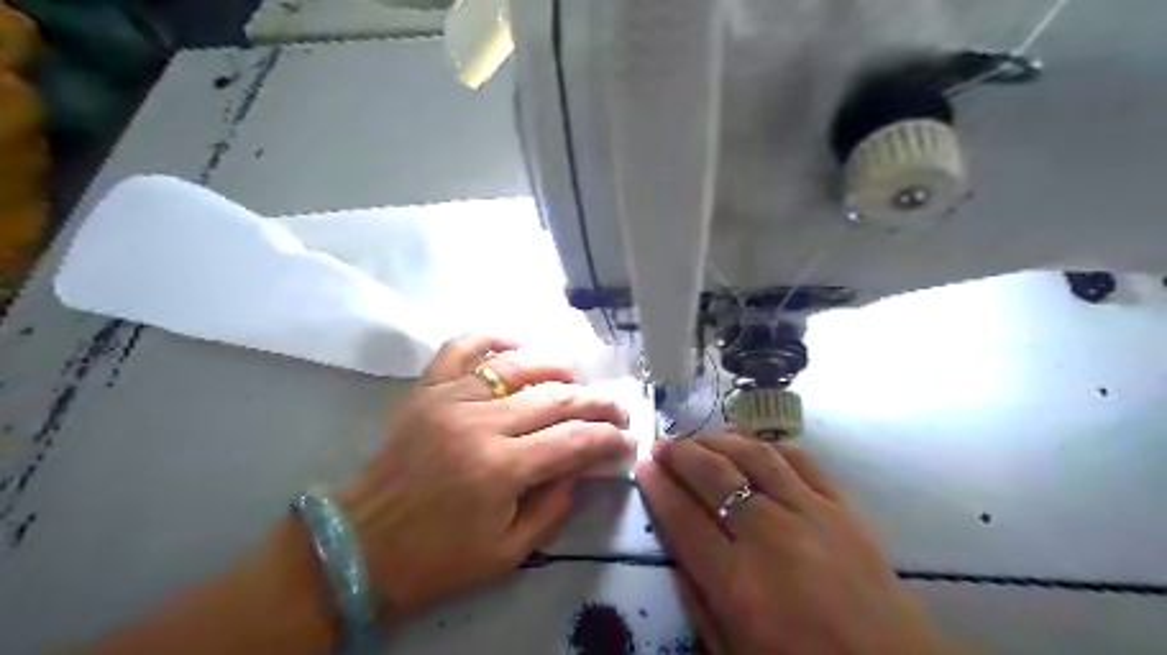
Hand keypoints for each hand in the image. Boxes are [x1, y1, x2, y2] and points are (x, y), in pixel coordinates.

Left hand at [339, 335, 629, 622]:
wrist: (359, 546)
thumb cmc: (435, 559)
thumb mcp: (507, 552)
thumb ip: (553, 505)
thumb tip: (581, 465)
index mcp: (500, 469)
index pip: (573, 440)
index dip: (608, 438)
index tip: (626, 439)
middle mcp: (479, 424)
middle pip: (555, 397)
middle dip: (597, 402)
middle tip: (617, 409)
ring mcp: (449, 399)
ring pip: (517, 365)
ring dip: (557, 368)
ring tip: (575, 382)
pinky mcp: (426, 391)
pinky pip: (462, 347)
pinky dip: (494, 338)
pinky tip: (518, 345)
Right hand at [638, 433, 957, 651]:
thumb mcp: (733, 650)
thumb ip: (697, 600)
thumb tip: (675, 550)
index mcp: (736, 581)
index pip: (683, 516)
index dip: (658, 486)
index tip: (643, 466)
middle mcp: (769, 535)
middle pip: (714, 476)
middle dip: (680, 454)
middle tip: (661, 444)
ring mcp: (810, 514)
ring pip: (753, 457)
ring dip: (718, 440)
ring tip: (698, 439)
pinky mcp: (842, 507)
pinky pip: (800, 460)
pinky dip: (768, 445)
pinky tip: (750, 442)